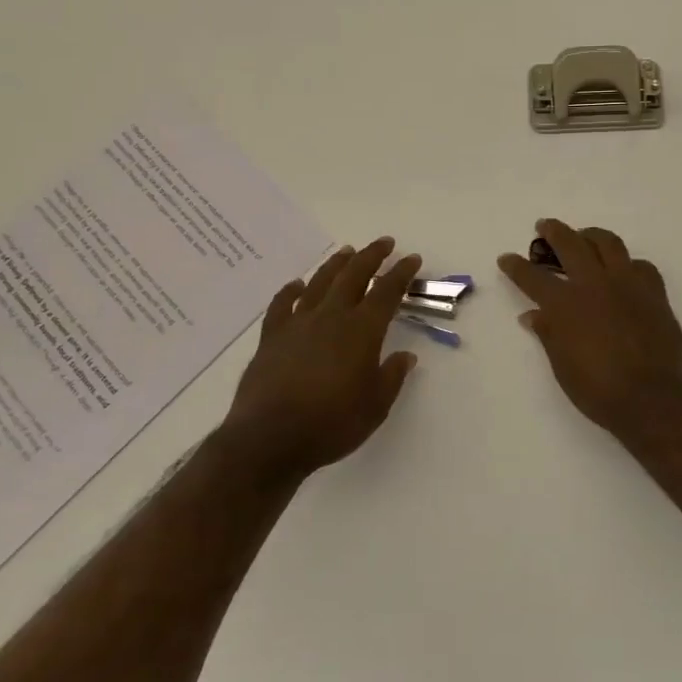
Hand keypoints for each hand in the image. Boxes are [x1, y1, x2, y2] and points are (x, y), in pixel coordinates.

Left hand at [221, 238, 421, 480]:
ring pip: (319, 282)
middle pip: (353, 275)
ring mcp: (298, 323)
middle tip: (384, 243)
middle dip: (371, 256)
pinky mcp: (271, 337)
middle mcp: (331, 317)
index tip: (412, 259)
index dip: (401, 273)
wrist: (270, 438)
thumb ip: (391, 376)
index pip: (387, 292)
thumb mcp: (375, 406)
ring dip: (336, 264)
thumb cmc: (331, 424)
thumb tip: (405, 356)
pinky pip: (282, 304)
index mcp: (361, 330)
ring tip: (347, 251)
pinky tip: (297, 285)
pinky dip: (291, 291)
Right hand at [498, 219, 681, 436]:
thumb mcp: (563, 367)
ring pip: (608, 243)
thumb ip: (548, 335)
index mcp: (565, 305)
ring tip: (584, 236)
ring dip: (591, 235)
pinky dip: (628, 263)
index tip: (506, 258)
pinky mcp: (654, 292)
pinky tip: (624, 271)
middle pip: (570, 244)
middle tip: (544, 226)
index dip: (516, 266)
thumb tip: (533, 316)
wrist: (655, 399)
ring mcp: (627, 284)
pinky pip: (640, 265)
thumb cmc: (600, 391)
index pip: (533, 277)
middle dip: (553, 231)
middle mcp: (594, 284)